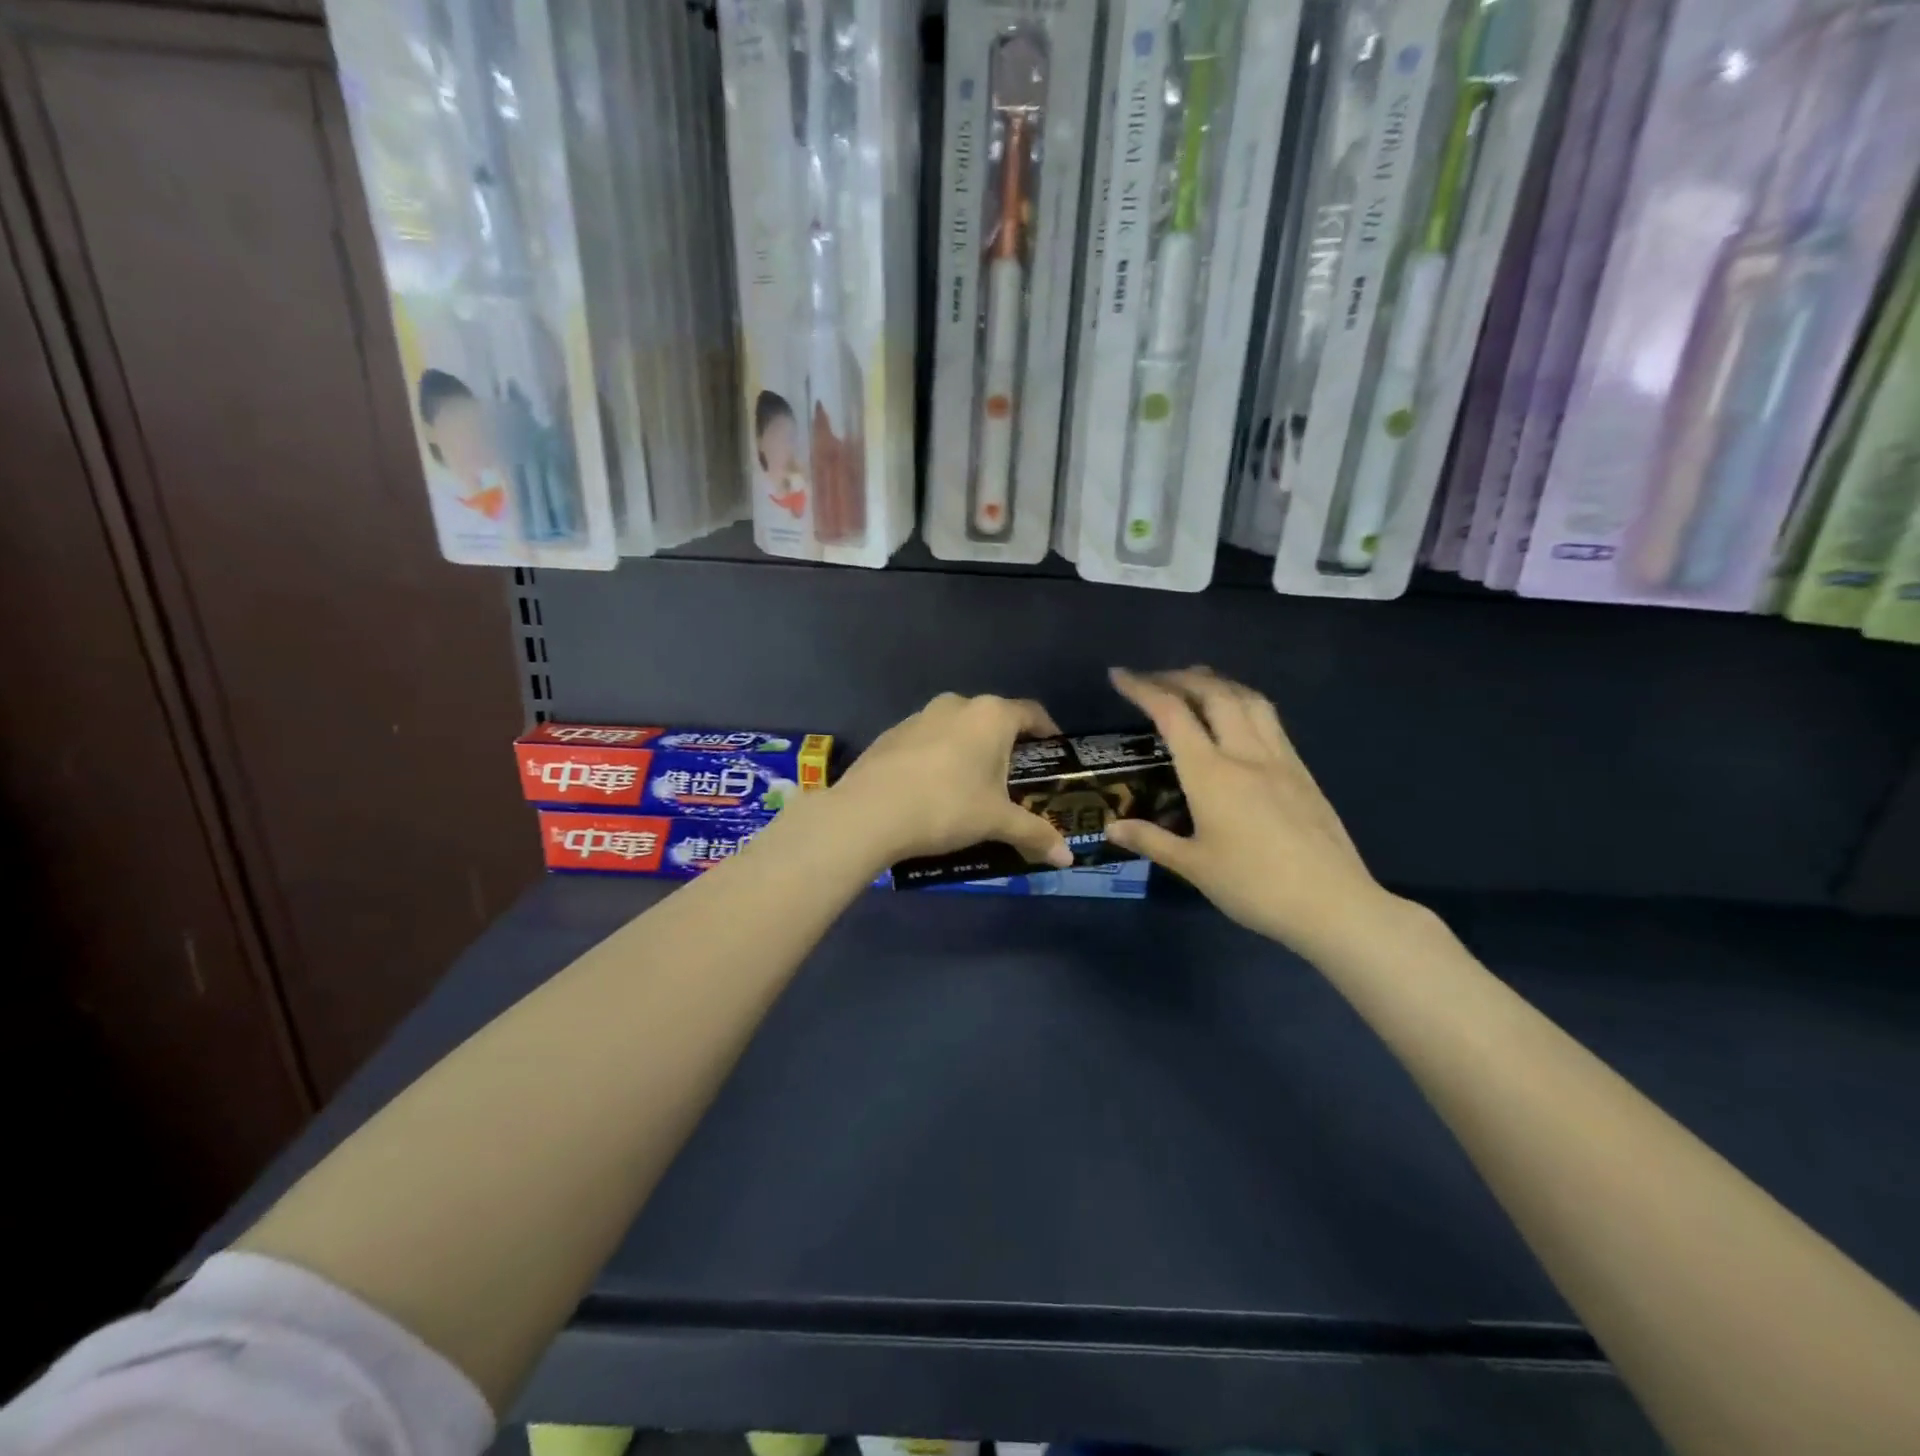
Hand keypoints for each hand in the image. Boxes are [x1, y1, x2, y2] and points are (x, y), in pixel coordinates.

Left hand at [829, 693, 1074, 870]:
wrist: (869, 812)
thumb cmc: (947, 806)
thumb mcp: (996, 822)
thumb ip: (1034, 834)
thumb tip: (1067, 859)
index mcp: (990, 715)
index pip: (1032, 713)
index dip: (1048, 732)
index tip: (1053, 754)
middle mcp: (957, 705)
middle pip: (993, 719)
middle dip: (1006, 746)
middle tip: (1014, 780)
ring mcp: (919, 716)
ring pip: (957, 728)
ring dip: (969, 750)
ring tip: (972, 787)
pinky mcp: (891, 735)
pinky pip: (927, 741)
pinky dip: (938, 758)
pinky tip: (932, 790)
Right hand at [1105, 667, 1389, 955]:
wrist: (1332, 904)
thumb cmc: (1253, 886)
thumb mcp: (1193, 866)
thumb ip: (1150, 840)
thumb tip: (1111, 827)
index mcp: (1211, 773)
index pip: (1172, 714)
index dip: (1142, 688)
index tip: (1120, 675)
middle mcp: (1245, 753)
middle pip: (1213, 693)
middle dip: (1179, 677)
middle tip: (1154, 678)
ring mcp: (1280, 758)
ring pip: (1249, 699)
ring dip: (1218, 682)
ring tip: (1197, 681)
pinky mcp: (1302, 771)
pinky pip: (1270, 719)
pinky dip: (1244, 702)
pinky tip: (1239, 717)